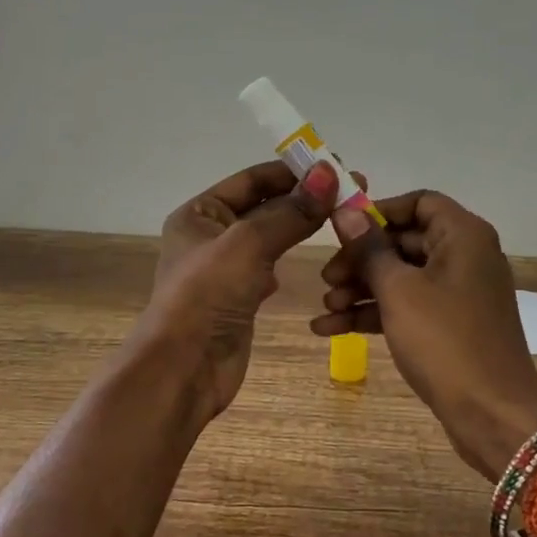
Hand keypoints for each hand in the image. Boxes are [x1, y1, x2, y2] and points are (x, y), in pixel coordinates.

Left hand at [142, 159, 340, 421]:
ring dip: (300, 226)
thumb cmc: (207, 296)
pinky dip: (288, 259)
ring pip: (270, 237)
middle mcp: (210, 235)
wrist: (183, 370)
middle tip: (353, 191)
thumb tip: (330, 172)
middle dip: (304, 198)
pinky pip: (269, 267)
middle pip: (264, 206)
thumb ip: (291, 211)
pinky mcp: (239, 298)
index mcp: (200, 213)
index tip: (338, 166)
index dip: (295, 171)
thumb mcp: (248, 245)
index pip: (253, 179)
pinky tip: (310, 256)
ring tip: (343, 218)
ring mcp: (225, 269)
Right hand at [312, 191, 536, 480]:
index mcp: (463, 236)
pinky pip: (407, 307)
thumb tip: (344, 210)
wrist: (491, 414)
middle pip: (404, 241)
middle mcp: (465, 257)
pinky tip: (331, 329)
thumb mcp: (399, 291)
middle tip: (326, 278)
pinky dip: (375, 314)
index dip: (379, 212)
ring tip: (325, 307)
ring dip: (361, 290)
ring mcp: (458, 294)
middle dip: (360, 259)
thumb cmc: (445, 341)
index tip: (343, 230)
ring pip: (402, 278)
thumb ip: (369, 249)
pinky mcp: (449, 326)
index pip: (419, 202)